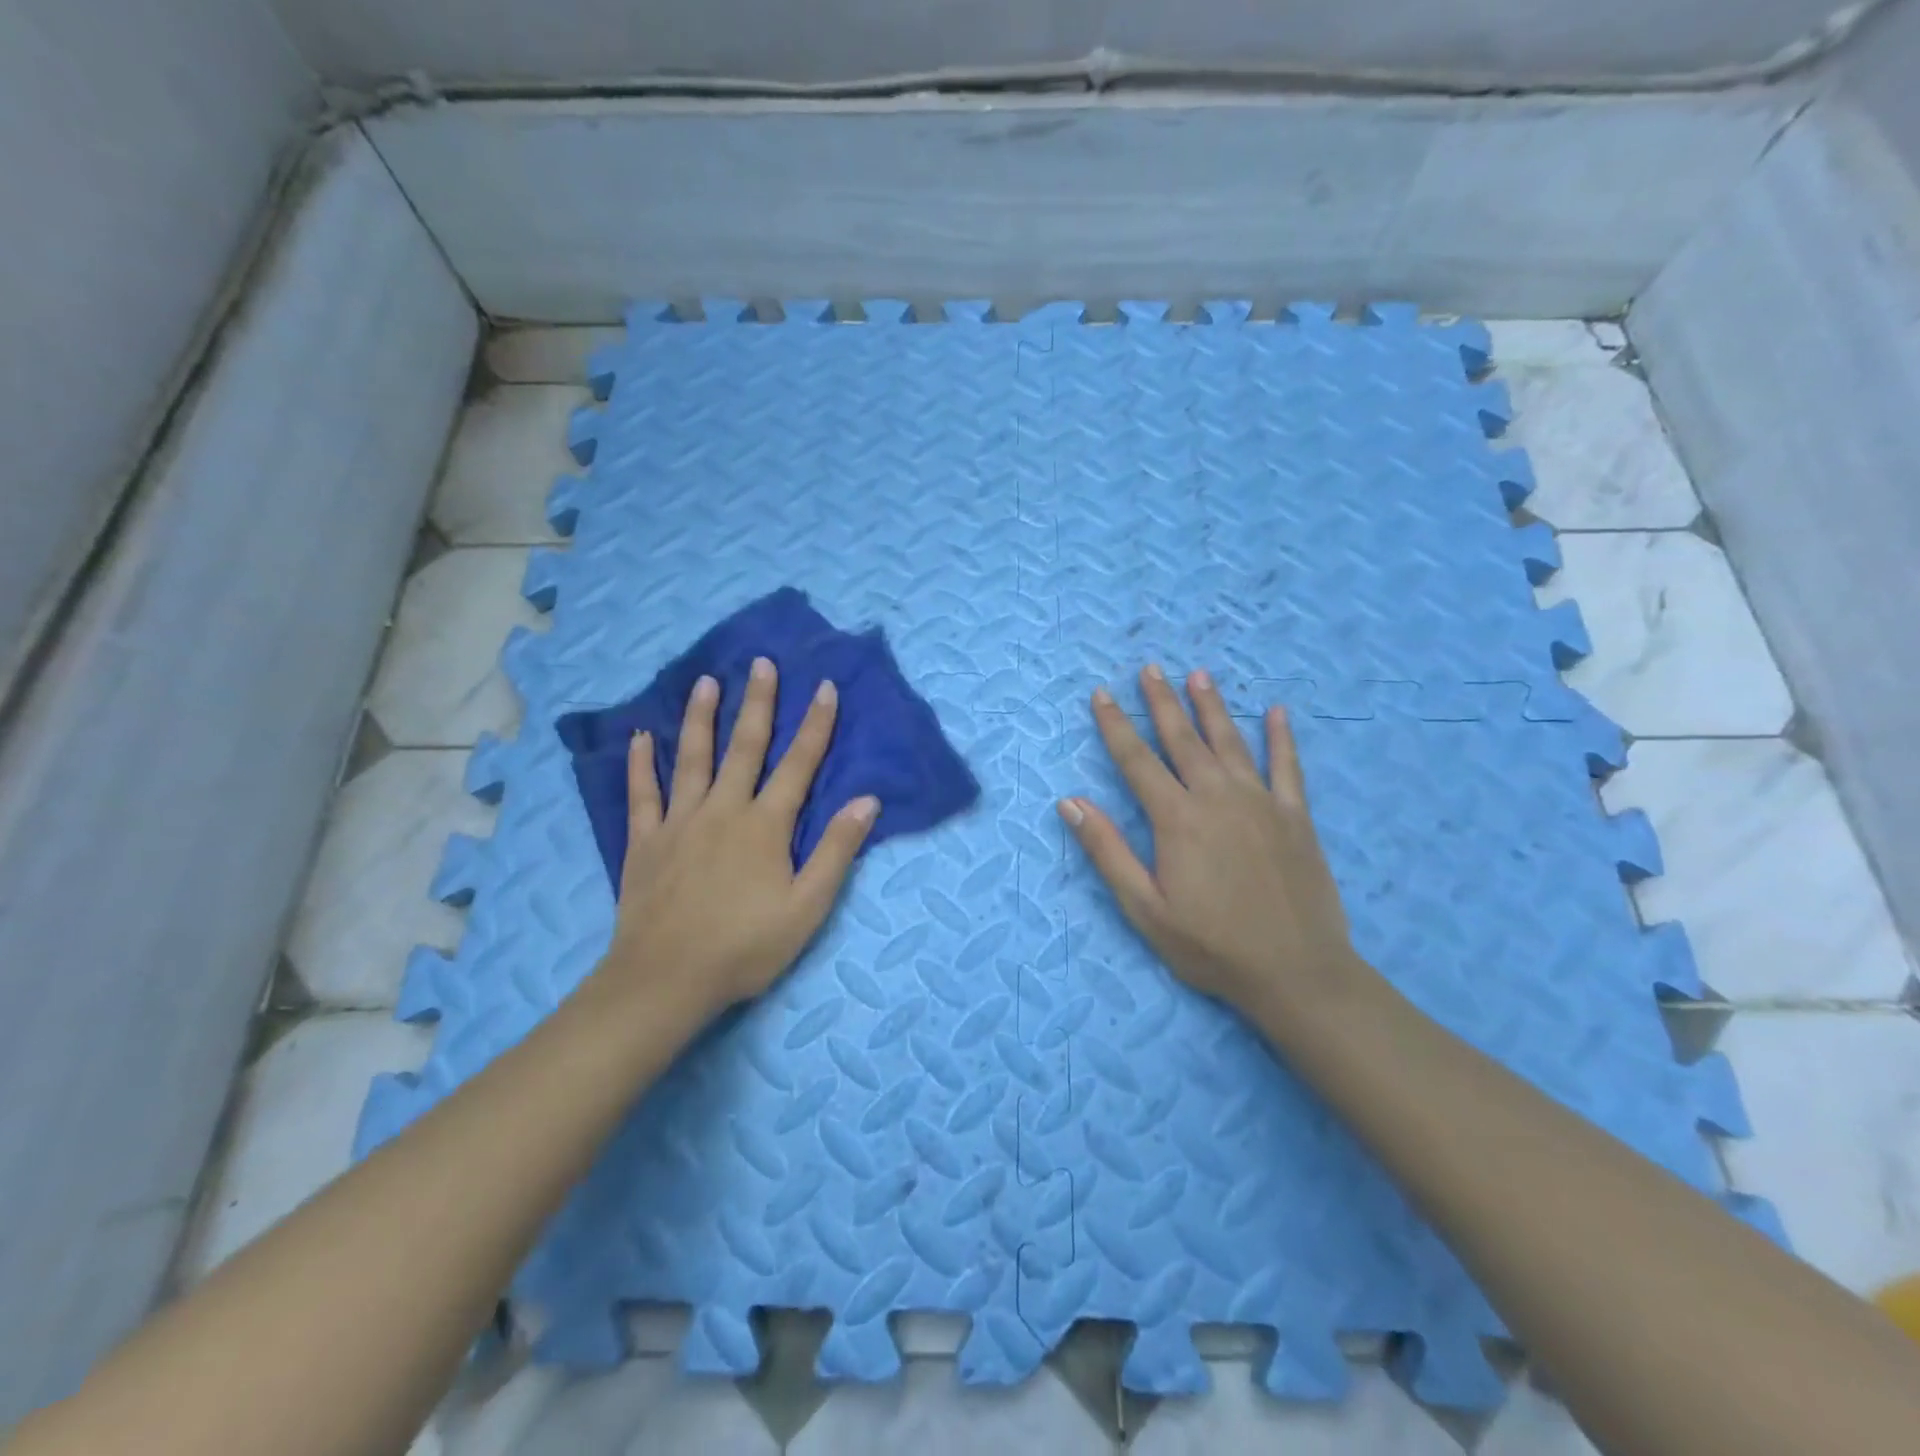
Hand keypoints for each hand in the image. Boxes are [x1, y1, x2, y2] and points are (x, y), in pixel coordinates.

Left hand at [601, 657, 877, 1016]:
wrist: (667, 980)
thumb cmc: (746, 946)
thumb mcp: (808, 905)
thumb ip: (837, 849)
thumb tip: (867, 800)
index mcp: (765, 825)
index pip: (798, 764)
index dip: (815, 725)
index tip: (824, 687)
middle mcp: (723, 810)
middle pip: (744, 747)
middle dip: (758, 703)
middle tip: (761, 663)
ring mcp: (679, 823)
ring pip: (692, 759)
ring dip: (701, 718)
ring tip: (706, 682)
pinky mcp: (645, 842)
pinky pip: (642, 794)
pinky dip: (640, 764)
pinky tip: (640, 737)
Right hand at [1058, 664, 1374, 1015]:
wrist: (1296, 972)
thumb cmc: (1211, 946)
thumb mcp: (1145, 908)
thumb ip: (1108, 851)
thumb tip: (1071, 802)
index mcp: (1177, 819)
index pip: (1136, 760)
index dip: (1116, 725)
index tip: (1102, 694)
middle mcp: (1218, 797)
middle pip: (1183, 740)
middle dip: (1162, 702)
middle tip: (1149, 668)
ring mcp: (1262, 803)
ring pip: (1231, 742)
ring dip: (1212, 707)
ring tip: (1198, 675)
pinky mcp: (1296, 817)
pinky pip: (1288, 767)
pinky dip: (1282, 738)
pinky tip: (1277, 712)